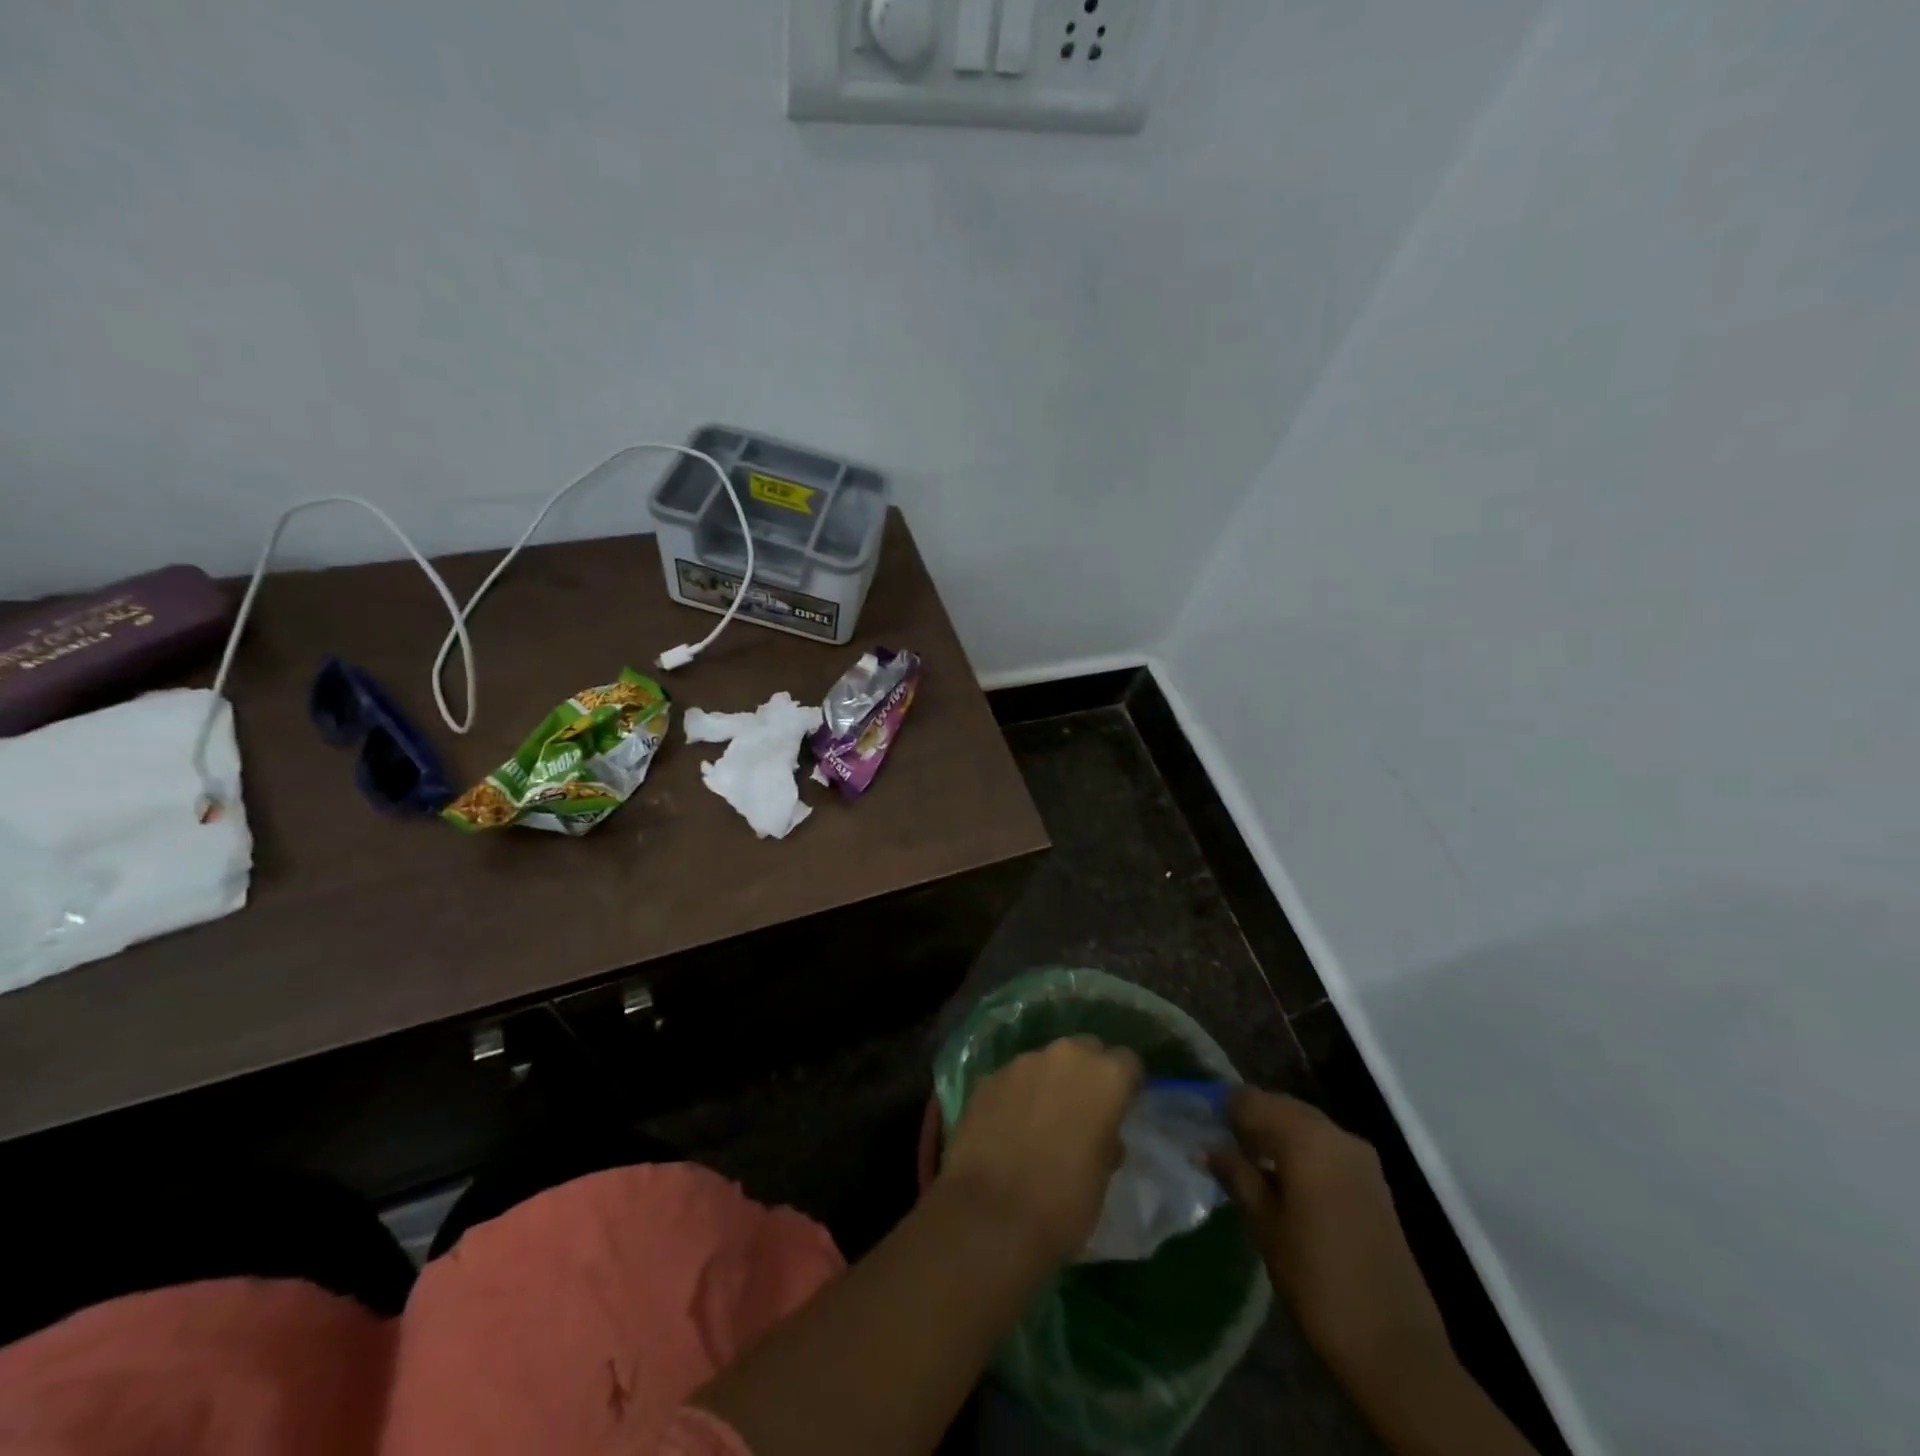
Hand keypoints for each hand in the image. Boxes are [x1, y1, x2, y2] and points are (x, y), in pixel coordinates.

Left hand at [938, 1036, 1141, 1264]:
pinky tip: (1010, 1126)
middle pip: (1085, 1050)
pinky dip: (1017, 1095)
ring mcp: (1021, 1063)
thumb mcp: (1103, 1178)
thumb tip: (1103, 1134)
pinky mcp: (989, 1077)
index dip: (1126, 1085)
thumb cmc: (1063, 1203)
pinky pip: (1013, 1079)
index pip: (1128, 1063)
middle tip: (1083, 1110)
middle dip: (1086, 1074)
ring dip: (1049, 1082)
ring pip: (1045, 1062)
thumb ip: (1107, 1140)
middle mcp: (1064, 1056)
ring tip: (1042, 1120)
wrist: (990, 1216)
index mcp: (1104, 1077)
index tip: (1121, 1108)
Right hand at [1210, 1089, 1452, 1391]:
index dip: (1225, 1109)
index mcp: (1305, 1138)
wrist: (1397, 1348)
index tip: (1202, 1126)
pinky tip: (1283, 1179)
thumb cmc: (1318, 1281)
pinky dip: (1301, 1151)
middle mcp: (1336, 1134)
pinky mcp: (1374, 1182)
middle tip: (1222, 1144)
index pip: (1252, 1100)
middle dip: (1252, 1119)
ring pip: (1306, 1125)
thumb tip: (1206, 1148)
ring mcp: (1361, 1158)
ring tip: (1248, 1163)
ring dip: (1277, 1135)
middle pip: (1282, 1106)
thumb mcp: (1265, 1226)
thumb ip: (1237, 1176)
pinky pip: (1327, 1147)